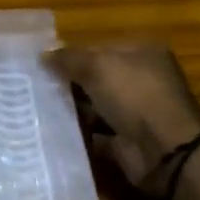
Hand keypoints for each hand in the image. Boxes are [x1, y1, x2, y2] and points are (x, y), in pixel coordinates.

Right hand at [47, 44, 199, 191]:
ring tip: (37, 110)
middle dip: (69, 84)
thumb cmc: (134, 95)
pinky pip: (97, 135)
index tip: (42, 65)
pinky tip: (53, 133)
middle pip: (98, 78)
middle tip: (34, 87)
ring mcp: (137, 113)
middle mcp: (142, 80)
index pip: (100, 49)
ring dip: (72, 110)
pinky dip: (80, 135)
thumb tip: (43, 53)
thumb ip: (68, 58)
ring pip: (96, 107)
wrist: (164, 150)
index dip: (72, 55)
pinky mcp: (128, 141)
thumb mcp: (97, 66)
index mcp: (143, 53)